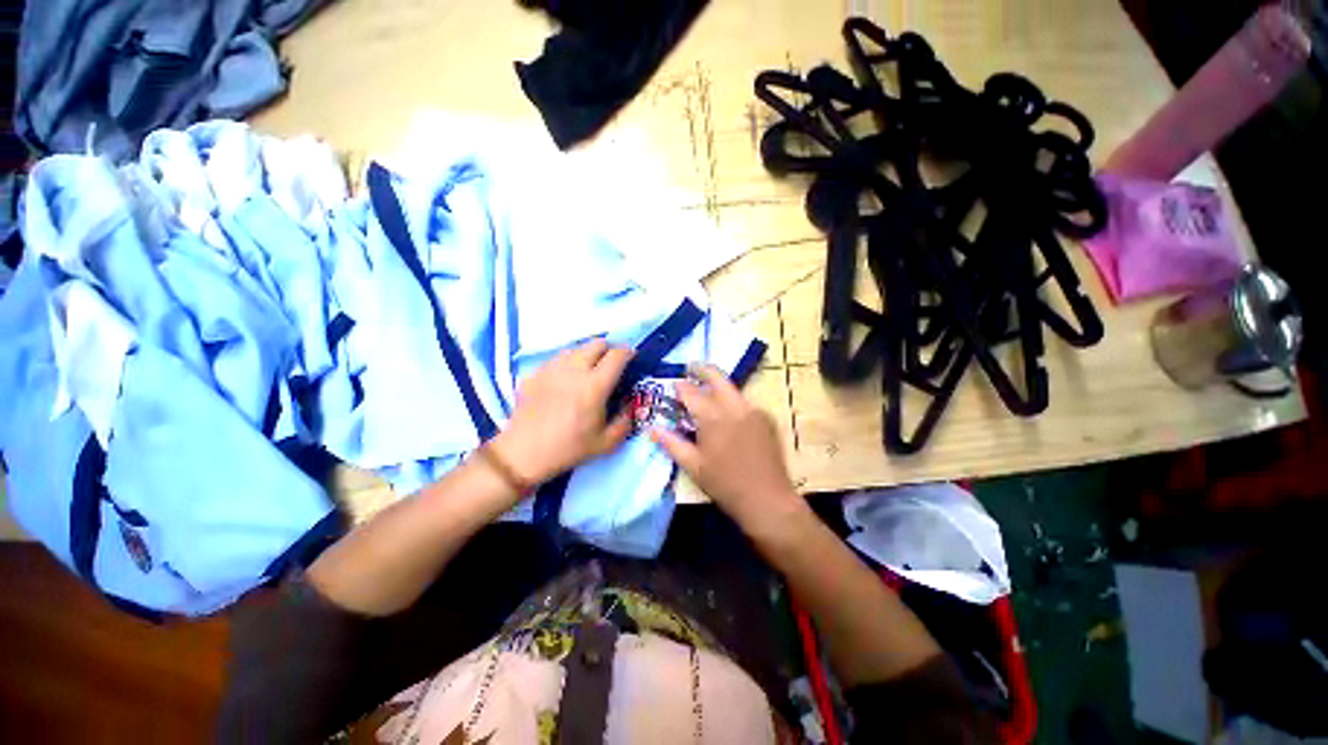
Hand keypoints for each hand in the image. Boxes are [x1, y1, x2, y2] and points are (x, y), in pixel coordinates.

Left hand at [490, 338, 633, 486]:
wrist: (523, 454)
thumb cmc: (568, 449)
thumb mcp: (605, 444)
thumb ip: (624, 422)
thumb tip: (628, 406)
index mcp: (594, 385)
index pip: (617, 355)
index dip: (628, 352)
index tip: (631, 357)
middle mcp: (574, 370)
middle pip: (596, 343)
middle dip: (608, 349)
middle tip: (610, 364)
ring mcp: (552, 369)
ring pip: (575, 349)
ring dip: (586, 355)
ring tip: (587, 371)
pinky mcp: (535, 373)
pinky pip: (556, 360)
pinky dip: (566, 365)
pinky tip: (564, 381)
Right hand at [651, 365, 806, 534]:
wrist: (767, 500)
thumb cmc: (725, 484)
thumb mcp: (693, 466)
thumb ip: (671, 443)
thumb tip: (651, 428)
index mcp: (713, 417)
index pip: (691, 392)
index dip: (680, 387)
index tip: (673, 386)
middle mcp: (734, 406)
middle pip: (716, 376)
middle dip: (701, 369)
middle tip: (690, 368)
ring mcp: (753, 410)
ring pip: (732, 388)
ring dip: (717, 387)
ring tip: (707, 394)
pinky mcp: (766, 418)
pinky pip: (744, 402)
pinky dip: (732, 402)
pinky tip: (728, 417)